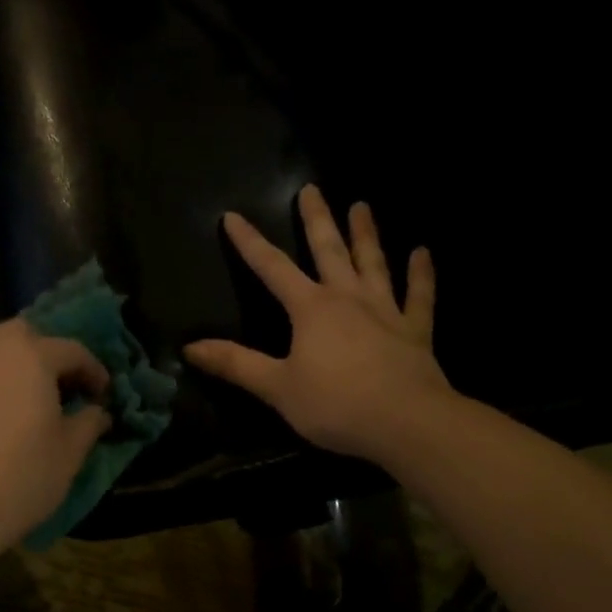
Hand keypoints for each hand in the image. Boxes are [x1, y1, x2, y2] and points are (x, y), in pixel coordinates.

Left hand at [0, 318, 111, 557]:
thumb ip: (88, 424)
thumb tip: (98, 412)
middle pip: (24, 336)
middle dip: (46, 353)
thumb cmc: (19, 477)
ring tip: (27, 403)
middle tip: (61, 387)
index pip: (72, 350)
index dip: (93, 371)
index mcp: (32, 356)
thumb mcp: (69, 454)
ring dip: (15, 368)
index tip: (103, 395)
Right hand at [185, 184, 452, 465]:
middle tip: (311, 188)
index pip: (272, 268)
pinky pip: (419, 295)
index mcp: (311, 309)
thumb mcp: (276, 388)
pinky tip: (422, 252)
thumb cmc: (336, 405)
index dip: (249, 243)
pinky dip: (421, 274)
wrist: (407, 423)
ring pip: (373, 263)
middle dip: (316, 220)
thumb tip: (189, 347)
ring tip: (361, 205)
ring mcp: (386, 311)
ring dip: (366, 234)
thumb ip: (235, 364)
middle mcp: (347, 298)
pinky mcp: (415, 330)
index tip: (233, 216)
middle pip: (329, 250)